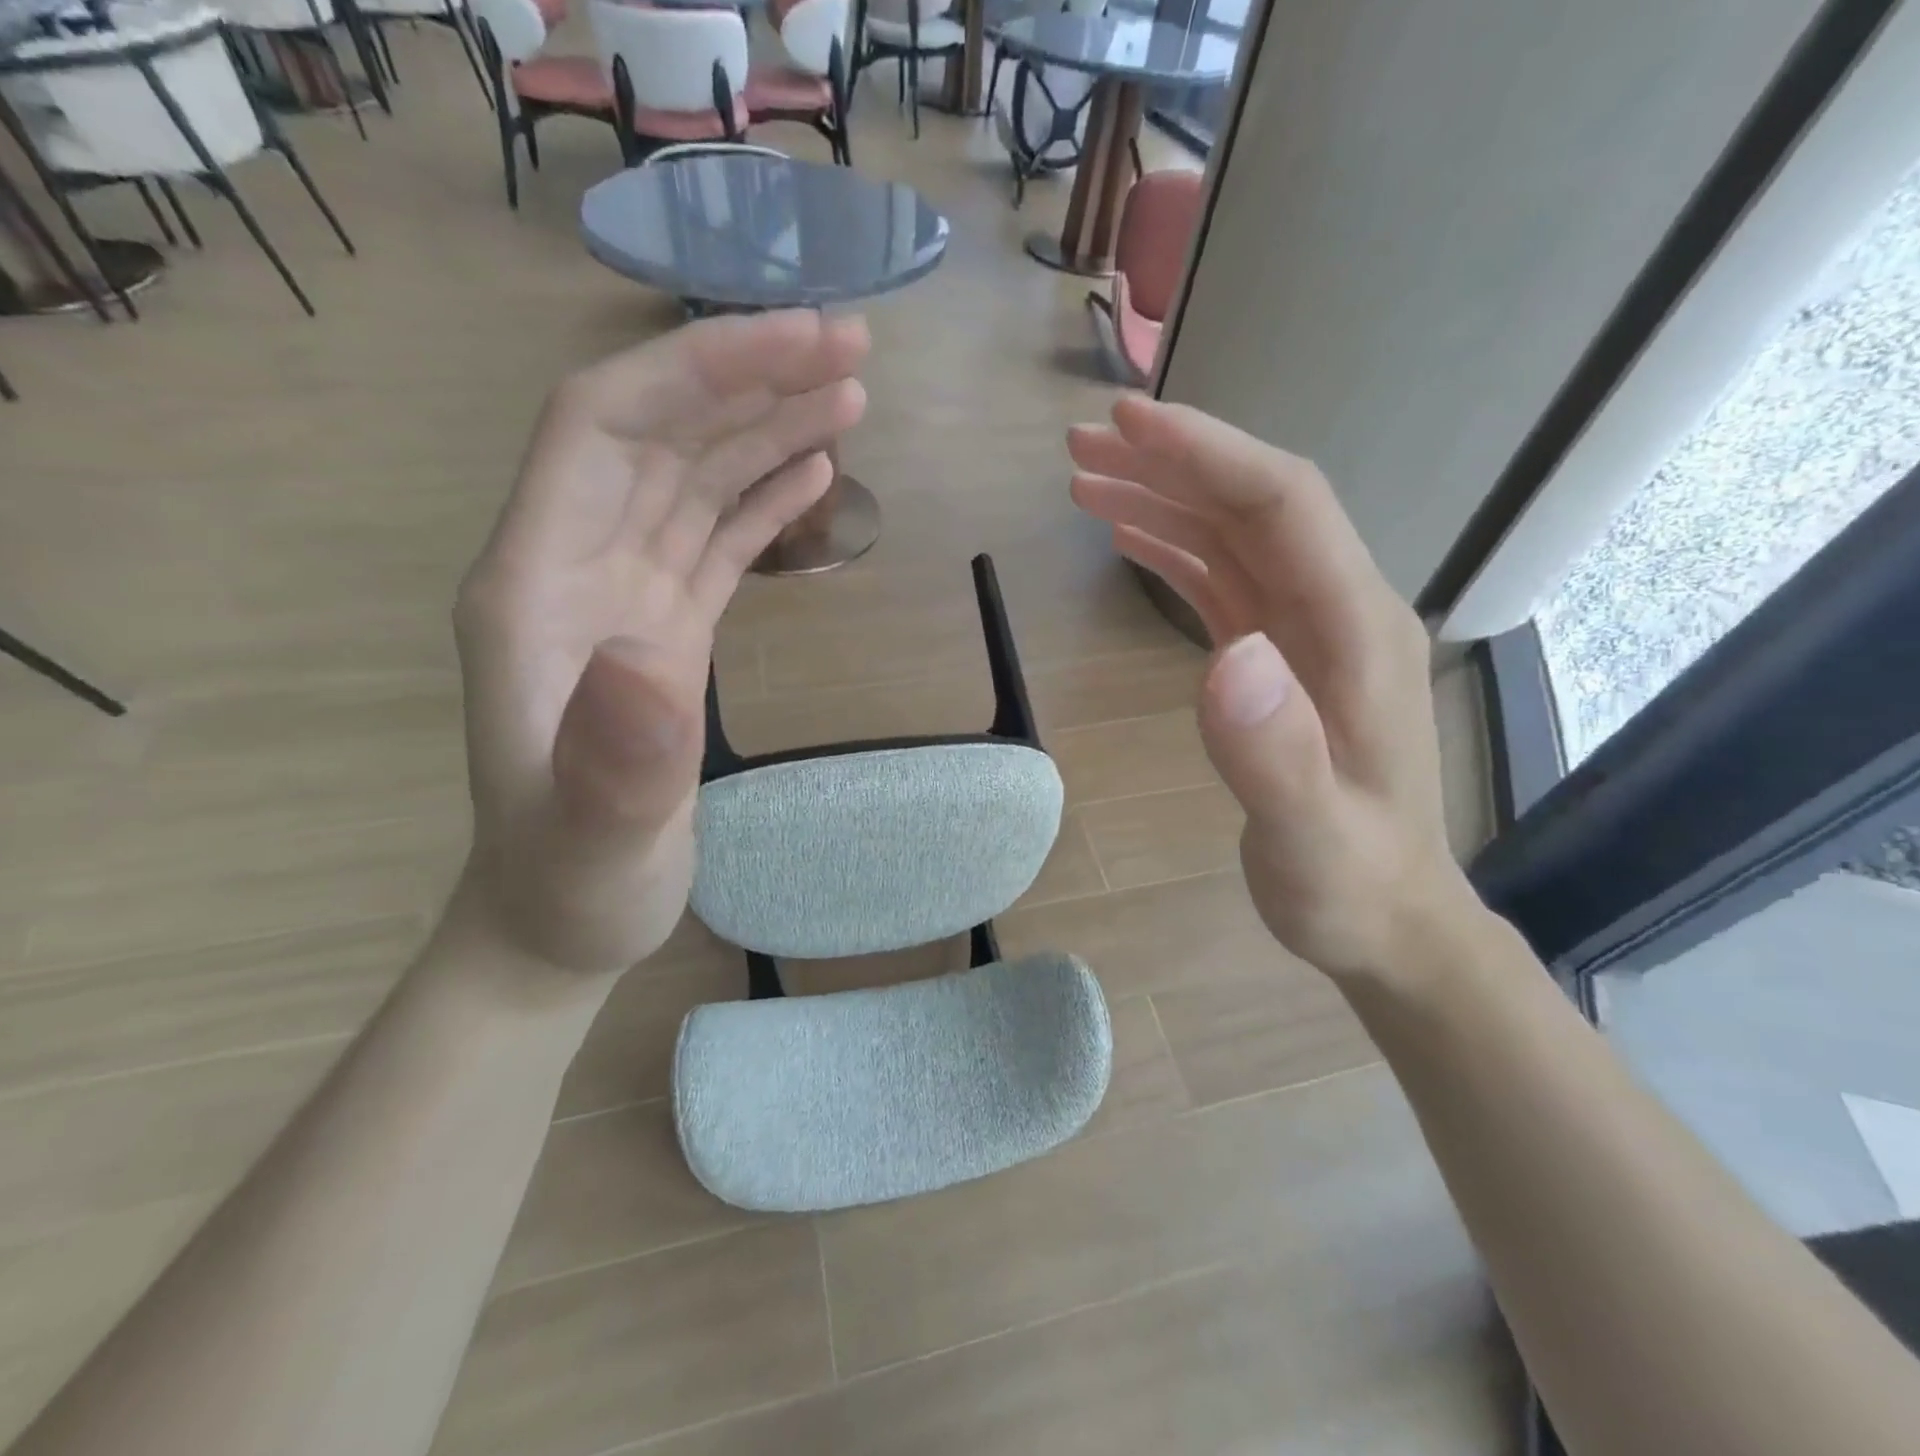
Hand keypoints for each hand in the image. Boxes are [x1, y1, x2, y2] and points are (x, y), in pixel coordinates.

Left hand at [454, 311, 869, 975]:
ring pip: (696, 477)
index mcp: (537, 585)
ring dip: (767, 427)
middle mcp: (577, 566)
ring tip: (851, 392)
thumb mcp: (595, 836)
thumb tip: (648, 653)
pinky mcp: (665, 626)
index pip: (601, 427)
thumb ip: (616, 756)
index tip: (791, 346)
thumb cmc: (571, 882)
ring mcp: (625, 594)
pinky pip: (714, 536)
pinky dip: (762, 495)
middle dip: (749, 378)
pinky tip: (812, 470)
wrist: (560, 917)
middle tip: (852, 348)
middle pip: (659, 433)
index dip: (691, 372)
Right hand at [1067, 396, 1469, 985]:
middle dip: (1168, 463)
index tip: (1125, 422)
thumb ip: (1276, 754)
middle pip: (1251, 504)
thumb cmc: (1351, 886)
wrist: (1387, 920)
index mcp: (1355, 630)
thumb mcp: (1314, 838)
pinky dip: (1173, 548)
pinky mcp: (1277, 659)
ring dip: (1161, 500)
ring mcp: (1305, 633)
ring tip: (1084, 483)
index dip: (1205, 453)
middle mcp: (1335, 611)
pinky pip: (1222, 581)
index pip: (1282, 505)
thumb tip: (1228, 655)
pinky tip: (1129, 539)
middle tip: (1078, 446)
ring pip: (1231, 536)